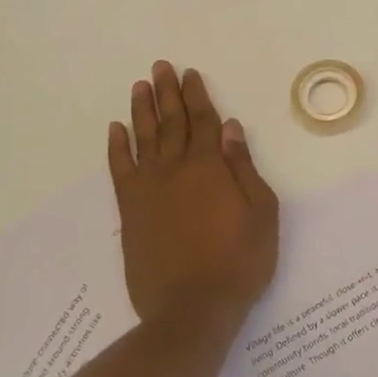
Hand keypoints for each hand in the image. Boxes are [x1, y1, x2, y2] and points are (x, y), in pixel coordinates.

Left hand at [109, 62, 278, 325]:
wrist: (192, 310)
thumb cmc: (239, 261)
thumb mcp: (261, 212)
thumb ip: (243, 167)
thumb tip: (230, 128)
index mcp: (209, 167)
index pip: (202, 120)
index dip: (196, 95)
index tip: (189, 73)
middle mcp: (175, 170)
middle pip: (171, 122)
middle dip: (167, 92)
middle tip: (160, 67)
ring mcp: (149, 190)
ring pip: (144, 139)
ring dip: (142, 110)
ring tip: (139, 87)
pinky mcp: (131, 212)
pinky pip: (120, 171)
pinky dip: (117, 148)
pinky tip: (116, 130)